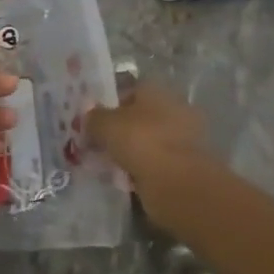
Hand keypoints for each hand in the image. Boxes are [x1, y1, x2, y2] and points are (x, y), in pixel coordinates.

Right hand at [87, 81, 211, 224]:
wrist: (178, 183)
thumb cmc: (141, 142)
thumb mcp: (106, 125)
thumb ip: (94, 118)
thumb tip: (88, 116)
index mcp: (156, 90)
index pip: (128, 91)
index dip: (108, 105)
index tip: (93, 123)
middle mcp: (173, 108)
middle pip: (138, 117)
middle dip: (119, 132)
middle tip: (97, 147)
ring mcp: (182, 137)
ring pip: (146, 142)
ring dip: (130, 153)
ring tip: (107, 168)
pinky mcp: (185, 165)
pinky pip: (155, 164)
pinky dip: (141, 171)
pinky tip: (125, 182)